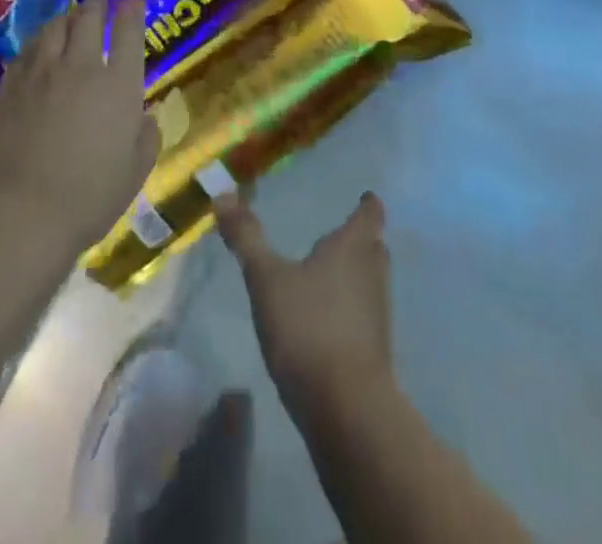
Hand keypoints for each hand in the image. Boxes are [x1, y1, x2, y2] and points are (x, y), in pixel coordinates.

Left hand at [0, 0, 159, 256]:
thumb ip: (145, 136)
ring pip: (53, 28)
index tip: (133, 1)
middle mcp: (81, 67)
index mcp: (118, 84)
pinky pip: (26, 51)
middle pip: (88, 20)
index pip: (129, 32)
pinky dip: (37, 42)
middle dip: (96, 4)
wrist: (22, 213)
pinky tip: (37, 47)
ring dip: (65, 18)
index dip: (132, 12)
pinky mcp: (10, 87)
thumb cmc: (90, 196)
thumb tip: (143, 116)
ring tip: (68, 16)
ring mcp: (41, 73)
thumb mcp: (136, 170)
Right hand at [214, 191, 394, 419]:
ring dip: (356, 274)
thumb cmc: (308, 327)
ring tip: (331, 272)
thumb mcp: (267, 279)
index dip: (367, 204)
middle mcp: (372, 273)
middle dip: (361, 238)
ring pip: (371, 281)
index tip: (365, 197)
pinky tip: (328, 319)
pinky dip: (351, 308)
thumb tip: (223, 193)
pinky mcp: (375, 350)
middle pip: (374, 247)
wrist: (346, 408)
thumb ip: (247, 237)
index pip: (370, 214)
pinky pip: (365, 314)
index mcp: (353, 247)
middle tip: (343, 233)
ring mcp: (378, 314)